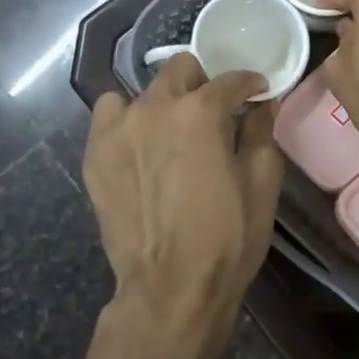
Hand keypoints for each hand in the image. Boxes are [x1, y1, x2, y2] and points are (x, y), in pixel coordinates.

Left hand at [82, 55, 283, 358]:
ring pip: (143, 91)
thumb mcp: (261, 184)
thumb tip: (263, 104)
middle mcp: (155, 108)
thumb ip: (262, 133)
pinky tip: (142, 146)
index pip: (231, 80)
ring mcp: (119, 129)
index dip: (250, 83)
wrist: (170, 288)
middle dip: (203, 83)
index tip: (257, 92)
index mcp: (201, 113)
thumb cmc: (227, 238)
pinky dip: (128, 120)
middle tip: (215, 111)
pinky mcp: (95, 154)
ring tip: (173, 131)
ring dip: (164, 102)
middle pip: (181, 70)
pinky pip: (110, 115)